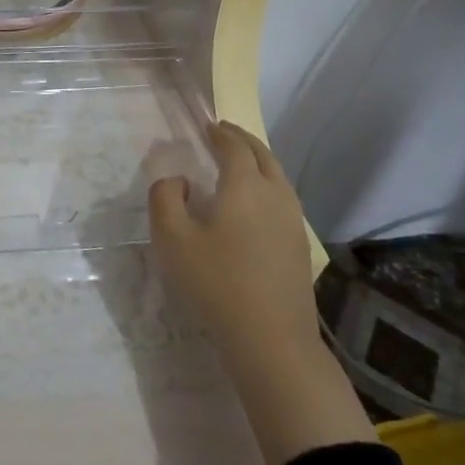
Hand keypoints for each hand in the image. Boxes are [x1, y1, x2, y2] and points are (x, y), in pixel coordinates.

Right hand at [149, 121, 373, 464]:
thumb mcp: (172, 238)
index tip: (207, 125)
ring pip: (277, 176)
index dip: (219, 133)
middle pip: (262, 155)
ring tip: (239, 162)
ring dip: (258, 161)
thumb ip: (165, 198)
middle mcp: (275, 194)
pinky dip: (267, 184)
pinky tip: (254, 202)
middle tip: (223, 133)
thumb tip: (179, 181)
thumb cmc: (216, 283)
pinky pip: (283, 198)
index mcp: (244, 185)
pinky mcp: (299, 245)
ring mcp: (293, 221)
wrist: (271, 339)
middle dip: (242, 140)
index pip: (233, 146)